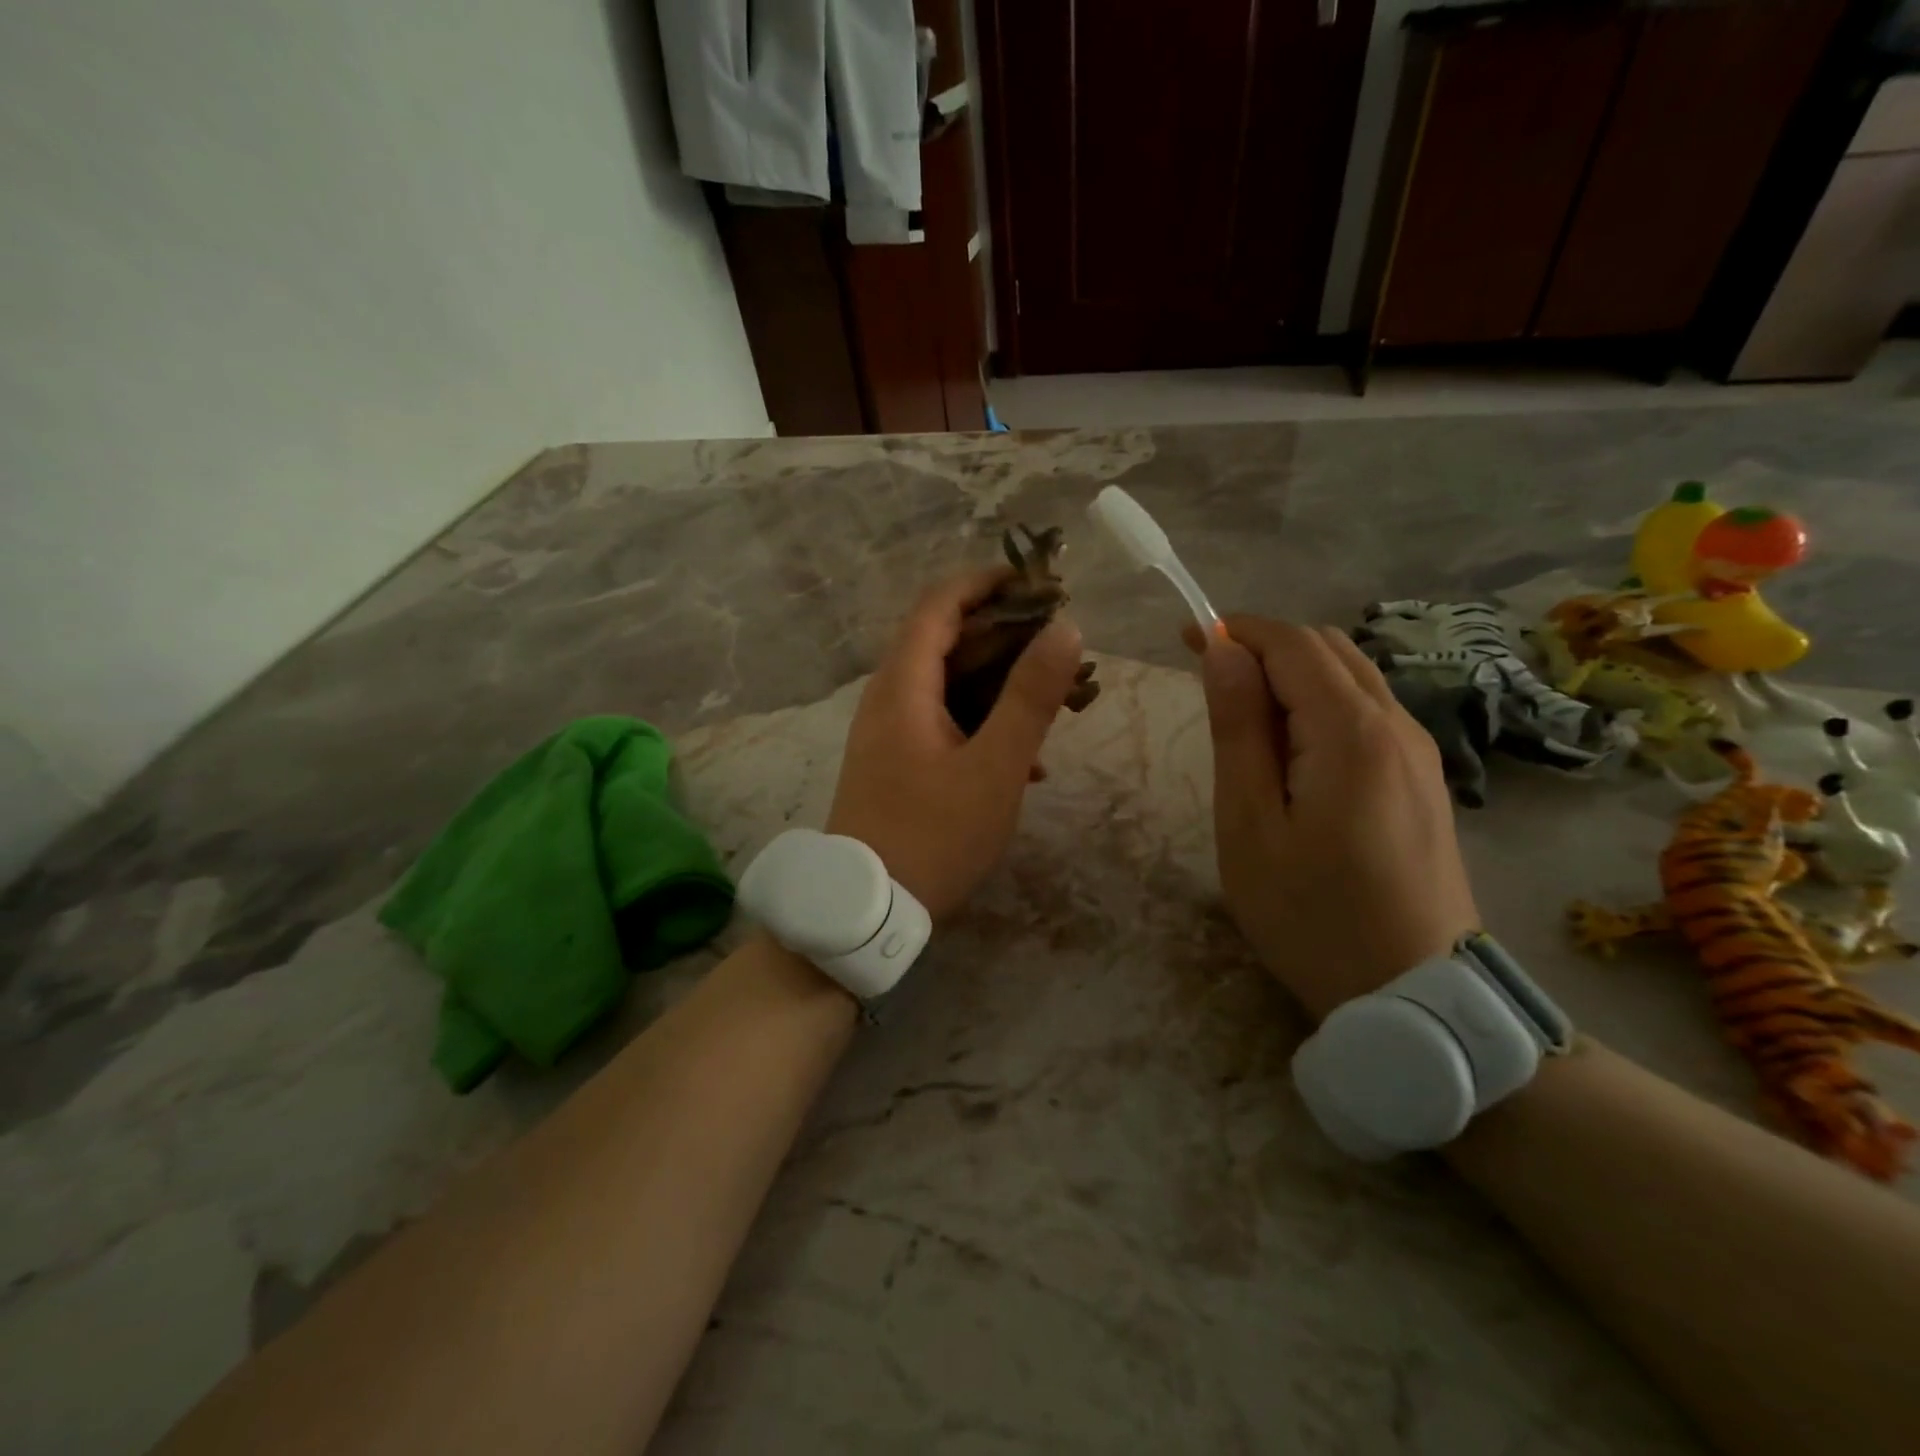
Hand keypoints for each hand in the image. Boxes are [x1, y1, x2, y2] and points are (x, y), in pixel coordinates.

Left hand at [828, 570, 1084, 920]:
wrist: (868, 910)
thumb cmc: (934, 835)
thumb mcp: (995, 767)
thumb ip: (1030, 697)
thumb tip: (1065, 628)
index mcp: (903, 686)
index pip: (938, 605)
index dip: (984, 582)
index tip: (1037, 582)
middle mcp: (888, 698)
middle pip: (944, 640)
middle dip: (1004, 634)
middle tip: (1058, 642)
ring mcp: (888, 732)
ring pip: (947, 684)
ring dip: (999, 683)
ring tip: (1052, 699)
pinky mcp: (895, 762)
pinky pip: (942, 721)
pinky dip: (982, 722)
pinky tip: (1025, 761)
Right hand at [1184, 617, 1479, 1019]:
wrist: (1415, 995)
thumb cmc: (1311, 914)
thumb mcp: (1249, 824)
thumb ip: (1238, 730)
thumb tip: (1222, 654)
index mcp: (1350, 732)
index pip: (1292, 643)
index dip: (1236, 629)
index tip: (1185, 639)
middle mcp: (1396, 725)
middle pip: (1327, 649)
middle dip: (1263, 647)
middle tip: (1209, 683)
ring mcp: (1419, 753)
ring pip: (1352, 678)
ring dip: (1293, 676)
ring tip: (1244, 722)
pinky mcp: (1424, 780)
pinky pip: (1368, 713)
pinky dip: (1321, 706)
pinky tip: (1293, 754)